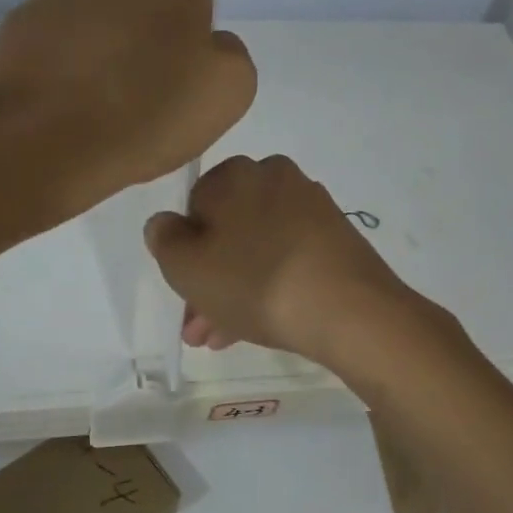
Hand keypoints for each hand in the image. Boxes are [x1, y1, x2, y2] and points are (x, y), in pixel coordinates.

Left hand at [0, 0, 255, 220]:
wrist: (46, 141)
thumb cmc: (148, 115)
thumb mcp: (229, 91)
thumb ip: (229, 53)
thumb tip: (209, 44)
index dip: (188, 38)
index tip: (178, 78)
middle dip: (143, 26)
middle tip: (139, 84)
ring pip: (94, 9)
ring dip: (101, 38)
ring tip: (97, 94)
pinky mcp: (19, 18)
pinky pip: (55, 32)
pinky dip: (63, 55)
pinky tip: (65, 96)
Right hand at [143, 153, 420, 366]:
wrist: (348, 309)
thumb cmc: (254, 281)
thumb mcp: (186, 267)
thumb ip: (164, 240)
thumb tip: (164, 223)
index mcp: (235, 174)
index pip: (194, 206)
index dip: (184, 252)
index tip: (183, 291)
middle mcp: (274, 179)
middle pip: (227, 232)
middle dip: (208, 281)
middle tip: (198, 326)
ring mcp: (311, 208)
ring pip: (256, 250)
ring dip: (234, 291)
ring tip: (222, 339)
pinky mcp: (336, 238)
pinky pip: (287, 259)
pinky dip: (269, 287)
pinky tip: (260, 325)